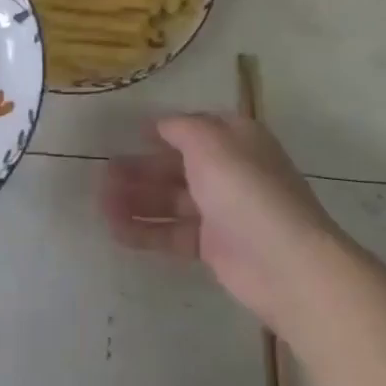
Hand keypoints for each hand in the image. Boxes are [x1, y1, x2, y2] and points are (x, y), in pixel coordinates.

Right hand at [101, 113, 344, 332]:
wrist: (284, 262)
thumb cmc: (245, 189)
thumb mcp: (210, 142)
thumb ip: (181, 128)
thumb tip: (160, 124)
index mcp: (235, 138)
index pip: (194, 129)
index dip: (163, 131)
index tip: (129, 134)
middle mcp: (229, 170)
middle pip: (177, 165)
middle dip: (141, 169)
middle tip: (102, 174)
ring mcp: (222, 210)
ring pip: (171, 200)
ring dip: (137, 200)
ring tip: (100, 204)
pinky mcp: (214, 247)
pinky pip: (173, 233)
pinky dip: (146, 231)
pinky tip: (116, 231)